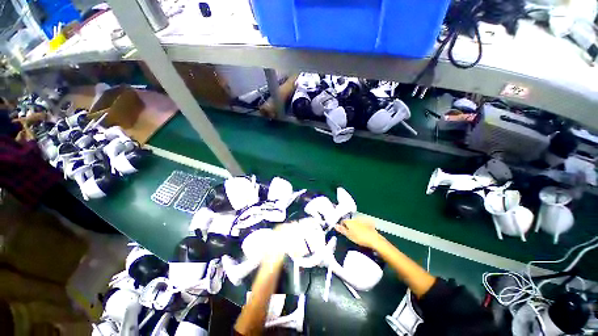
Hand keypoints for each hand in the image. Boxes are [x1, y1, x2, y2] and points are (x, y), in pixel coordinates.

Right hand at [335, 217, 383, 249]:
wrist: (374, 239)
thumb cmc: (359, 238)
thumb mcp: (348, 235)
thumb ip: (342, 230)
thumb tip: (335, 225)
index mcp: (349, 221)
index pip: (343, 221)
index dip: (342, 226)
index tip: (343, 231)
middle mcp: (355, 219)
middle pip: (349, 221)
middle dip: (348, 226)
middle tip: (350, 234)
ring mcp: (362, 220)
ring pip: (356, 222)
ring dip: (355, 226)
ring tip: (356, 234)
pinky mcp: (368, 223)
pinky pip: (362, 224)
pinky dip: (361, 227)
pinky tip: (363, 232)